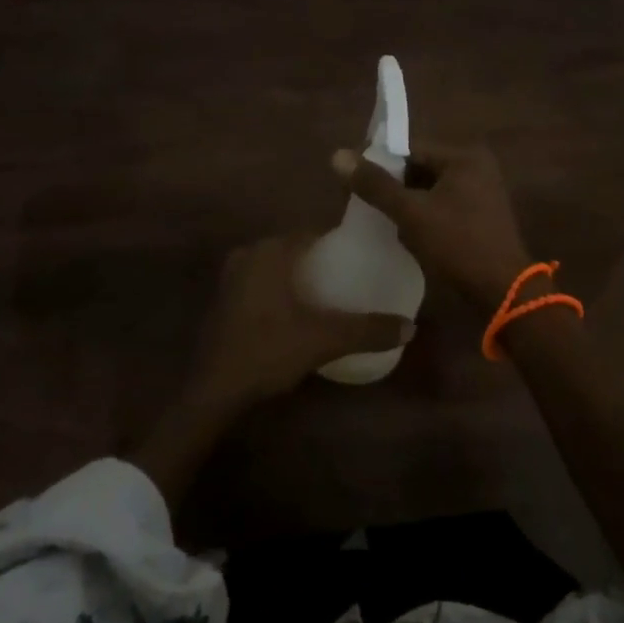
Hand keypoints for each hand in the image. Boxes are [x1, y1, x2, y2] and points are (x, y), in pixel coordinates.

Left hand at [190, 234, 414, 406]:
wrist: (213, 390)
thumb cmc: (268, 351)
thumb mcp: (323, 340)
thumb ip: (367, 330)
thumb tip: (410, 326)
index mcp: (271, 250)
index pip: (314, 232)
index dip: (339, 242)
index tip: (363, 255)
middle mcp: (249, 253)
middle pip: (295, 247)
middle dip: (321, 259)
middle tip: (351, 277)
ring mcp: (232, 275)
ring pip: (276, 265)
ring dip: (299, 275)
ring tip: (330, 294)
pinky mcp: (224, 298)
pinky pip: (261, 281)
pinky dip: (280, 288)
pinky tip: (297, 311)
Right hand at [332, 143, 532, 313]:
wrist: (503, 293)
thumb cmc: (458, 245)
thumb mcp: (411, 213)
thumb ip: (375, 185)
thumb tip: (338, 155)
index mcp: (464, 156)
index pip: (410, 149)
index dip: (380, 164)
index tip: (354, 184)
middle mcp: (476, 167)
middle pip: (420, 169)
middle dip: (393, 187)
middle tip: (365, 206)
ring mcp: (482, 193)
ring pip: (430, 190)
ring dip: (407, 205)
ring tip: (383, 223)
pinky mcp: (481, 217)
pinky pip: (442, 207)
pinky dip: (424, 217)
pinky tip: (407, 236)